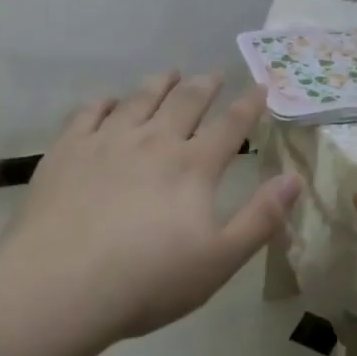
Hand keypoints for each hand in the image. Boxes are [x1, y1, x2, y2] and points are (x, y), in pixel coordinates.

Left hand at [0, 72, 302, 345]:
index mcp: (193, 166)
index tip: (260, 86)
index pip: (230, 126)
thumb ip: (260, 218)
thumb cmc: (147, 280)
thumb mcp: (219, 260)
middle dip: (205, 84)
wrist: (61, 283)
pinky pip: (90, 112)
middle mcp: (154, 140)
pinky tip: (109, 101)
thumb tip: (296, 179)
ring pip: (141, 98)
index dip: (249, 105)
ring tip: (170, 73)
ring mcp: (108, 140)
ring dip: (160, 83)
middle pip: (186, 101)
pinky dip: (106, 101)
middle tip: (215, 72)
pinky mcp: (69, 148)